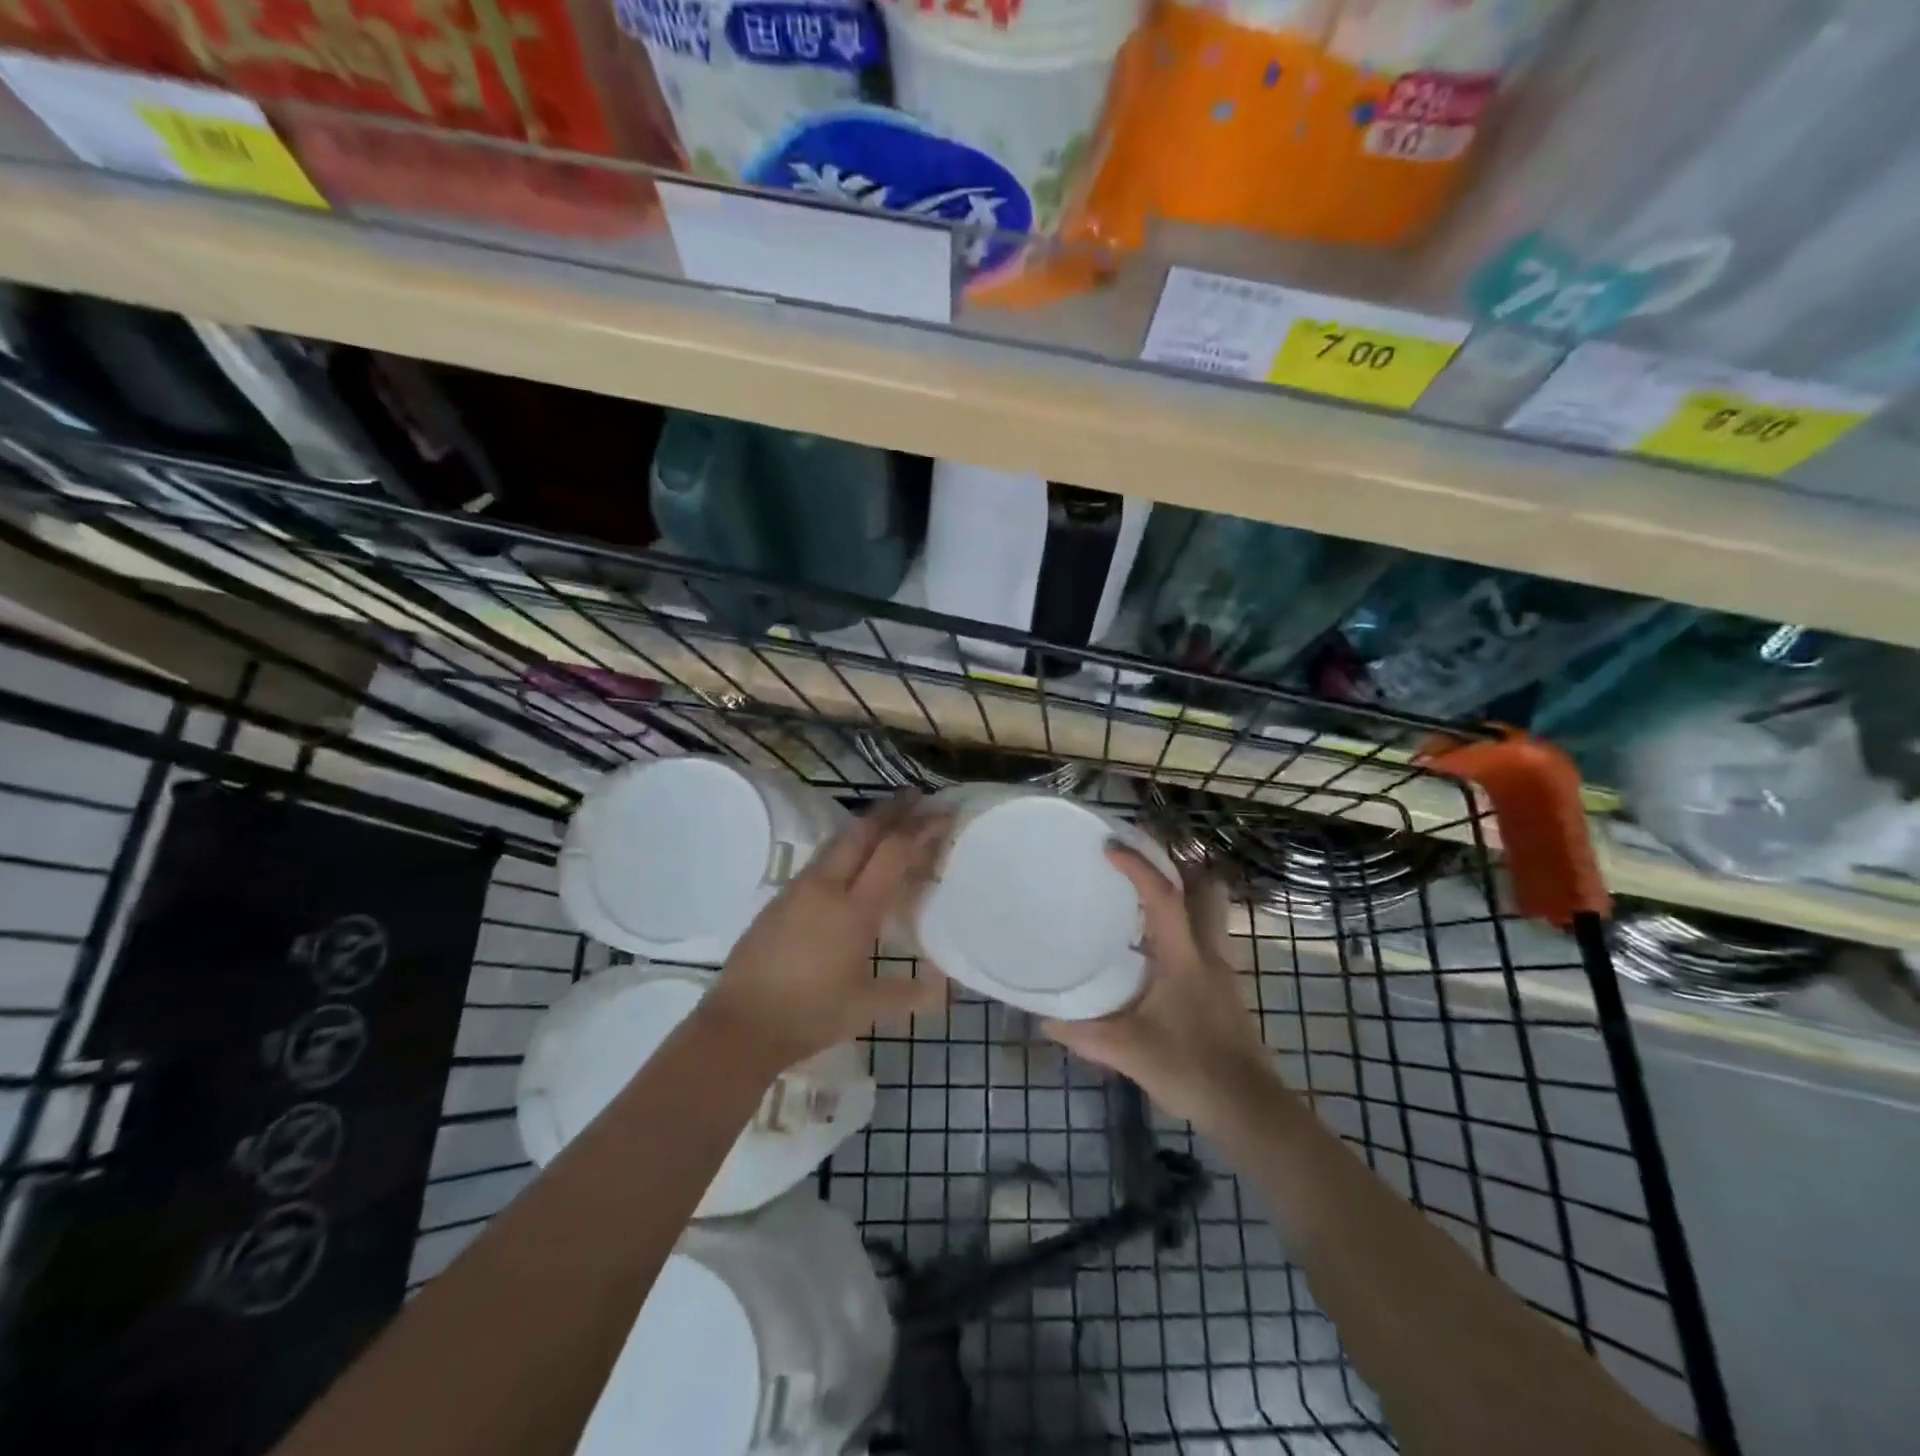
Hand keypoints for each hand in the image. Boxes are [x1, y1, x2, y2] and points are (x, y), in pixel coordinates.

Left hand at [703, 793, 948, 1071]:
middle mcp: (826, 887)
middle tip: (917, 797)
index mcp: (854, 910)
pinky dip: (845, 847)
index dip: (920, 829)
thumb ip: (910, 994)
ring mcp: (798, 889)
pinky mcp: (779, 898)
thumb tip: (946, 987)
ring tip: (888, 821)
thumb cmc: (810, 1015)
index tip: (942, 813)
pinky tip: (850, 860)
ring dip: (866, 824)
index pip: (892, 853)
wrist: (742, 1023)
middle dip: (892, 810)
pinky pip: (821, 859)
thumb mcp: (867, 1009)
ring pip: (837, 841)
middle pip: (862, 832)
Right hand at [1044, 845, 1275, 1128]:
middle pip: (1205, 890)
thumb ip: (1083, 1032)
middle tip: (1140, 859)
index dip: (1137, 866)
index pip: (1163, 897)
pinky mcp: (1225, 987)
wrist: (1248, 1109)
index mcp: (1183, 957)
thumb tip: (1044, 1017)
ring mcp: (1222, 969)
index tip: (1109, 846)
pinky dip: (1184, 923)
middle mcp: (1208, 952)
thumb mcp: (1127, 1051)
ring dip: (1184, 893)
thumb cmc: (1189, 1070)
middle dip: (1177, 866)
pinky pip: (1206, 935)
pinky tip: (1156, 946)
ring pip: (1210, 911)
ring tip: (1143, 895)